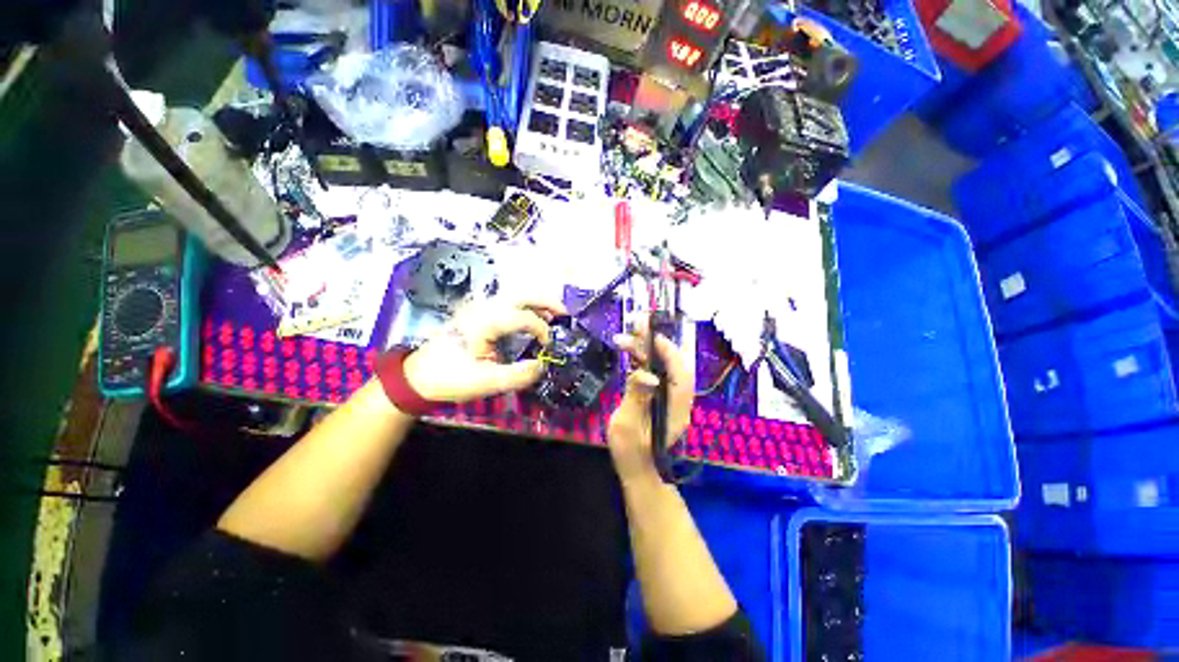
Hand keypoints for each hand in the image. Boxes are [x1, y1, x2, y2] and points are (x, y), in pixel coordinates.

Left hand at [403, 297, 565, 402]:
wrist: (417, 378)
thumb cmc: (449, 379)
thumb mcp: (486, 382)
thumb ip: (519, 375)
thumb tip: (542, 365)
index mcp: (485, 322)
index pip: (525, 318)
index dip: (543, 331)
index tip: (548, 347)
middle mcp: (483, 308)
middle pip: (522, 295)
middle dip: (546, 302)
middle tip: (565, 313)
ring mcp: (478, 309)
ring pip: (514, 297)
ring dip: (536, 304)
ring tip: (554, 315)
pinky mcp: (476, 315)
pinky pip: (506, 305)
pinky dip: (524, 309)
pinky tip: (532, 320)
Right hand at [608, 325, 694, 481]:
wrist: (637, 468)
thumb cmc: (631, 451)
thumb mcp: (629, 425)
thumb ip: (637, 397)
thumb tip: (646, 373)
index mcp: (675, 406)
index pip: (680, 371)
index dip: (668, 350)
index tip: (650, 335)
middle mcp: (677, 397)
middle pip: (672, 363)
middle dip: (655, 342)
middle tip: (637, 324)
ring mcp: (668, 396)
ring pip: (662, 365)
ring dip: (645, 349)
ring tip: (625, 337)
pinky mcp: (658, 395)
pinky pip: (654, 371)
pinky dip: (643, 359)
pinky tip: (629, 351)